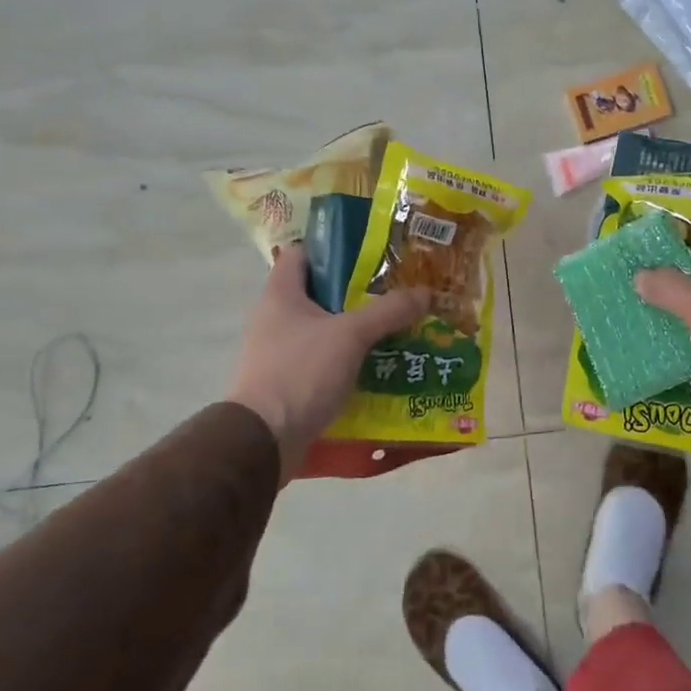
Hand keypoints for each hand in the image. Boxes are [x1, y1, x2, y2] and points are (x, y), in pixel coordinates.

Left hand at [227, 245, 429, 478]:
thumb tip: (426, 292)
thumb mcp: (351, 335)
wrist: (264, 442)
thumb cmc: (301, 373)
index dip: (334, 248)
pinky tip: (378, 365)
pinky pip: (323, 361)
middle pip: (319, 292)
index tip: (371, 252)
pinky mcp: (287, 382)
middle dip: (357, 292)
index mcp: (281, 294)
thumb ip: (388, 311)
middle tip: (395, 291)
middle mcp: (274, 318)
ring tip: (395, 328)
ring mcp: (278, 352)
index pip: (303, 253)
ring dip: (355, 329)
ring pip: (324, 329)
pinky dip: (348, 360)